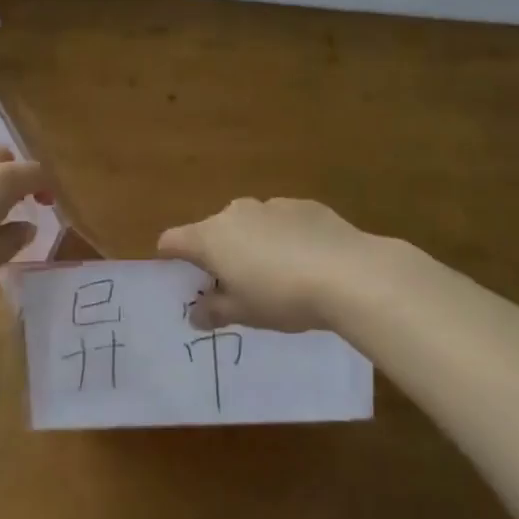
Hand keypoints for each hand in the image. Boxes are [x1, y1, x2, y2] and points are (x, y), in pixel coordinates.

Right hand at [157, 197, 380, 332]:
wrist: (347, 273)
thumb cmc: (282, 297)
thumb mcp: (244, 313)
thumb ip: (214, 311)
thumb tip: (195, 314)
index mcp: (212, 237)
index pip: (174, 240)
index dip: (170, 257)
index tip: (177, 275)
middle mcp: (236, 213)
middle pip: (213, 231)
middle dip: (218, 254)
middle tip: (234, 286)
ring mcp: (271, 205)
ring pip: (250, 224)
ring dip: (252, 244)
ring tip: (276, 275)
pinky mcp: (304, 205)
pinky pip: (282, 222)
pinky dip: (284, 237)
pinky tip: (306, 261)